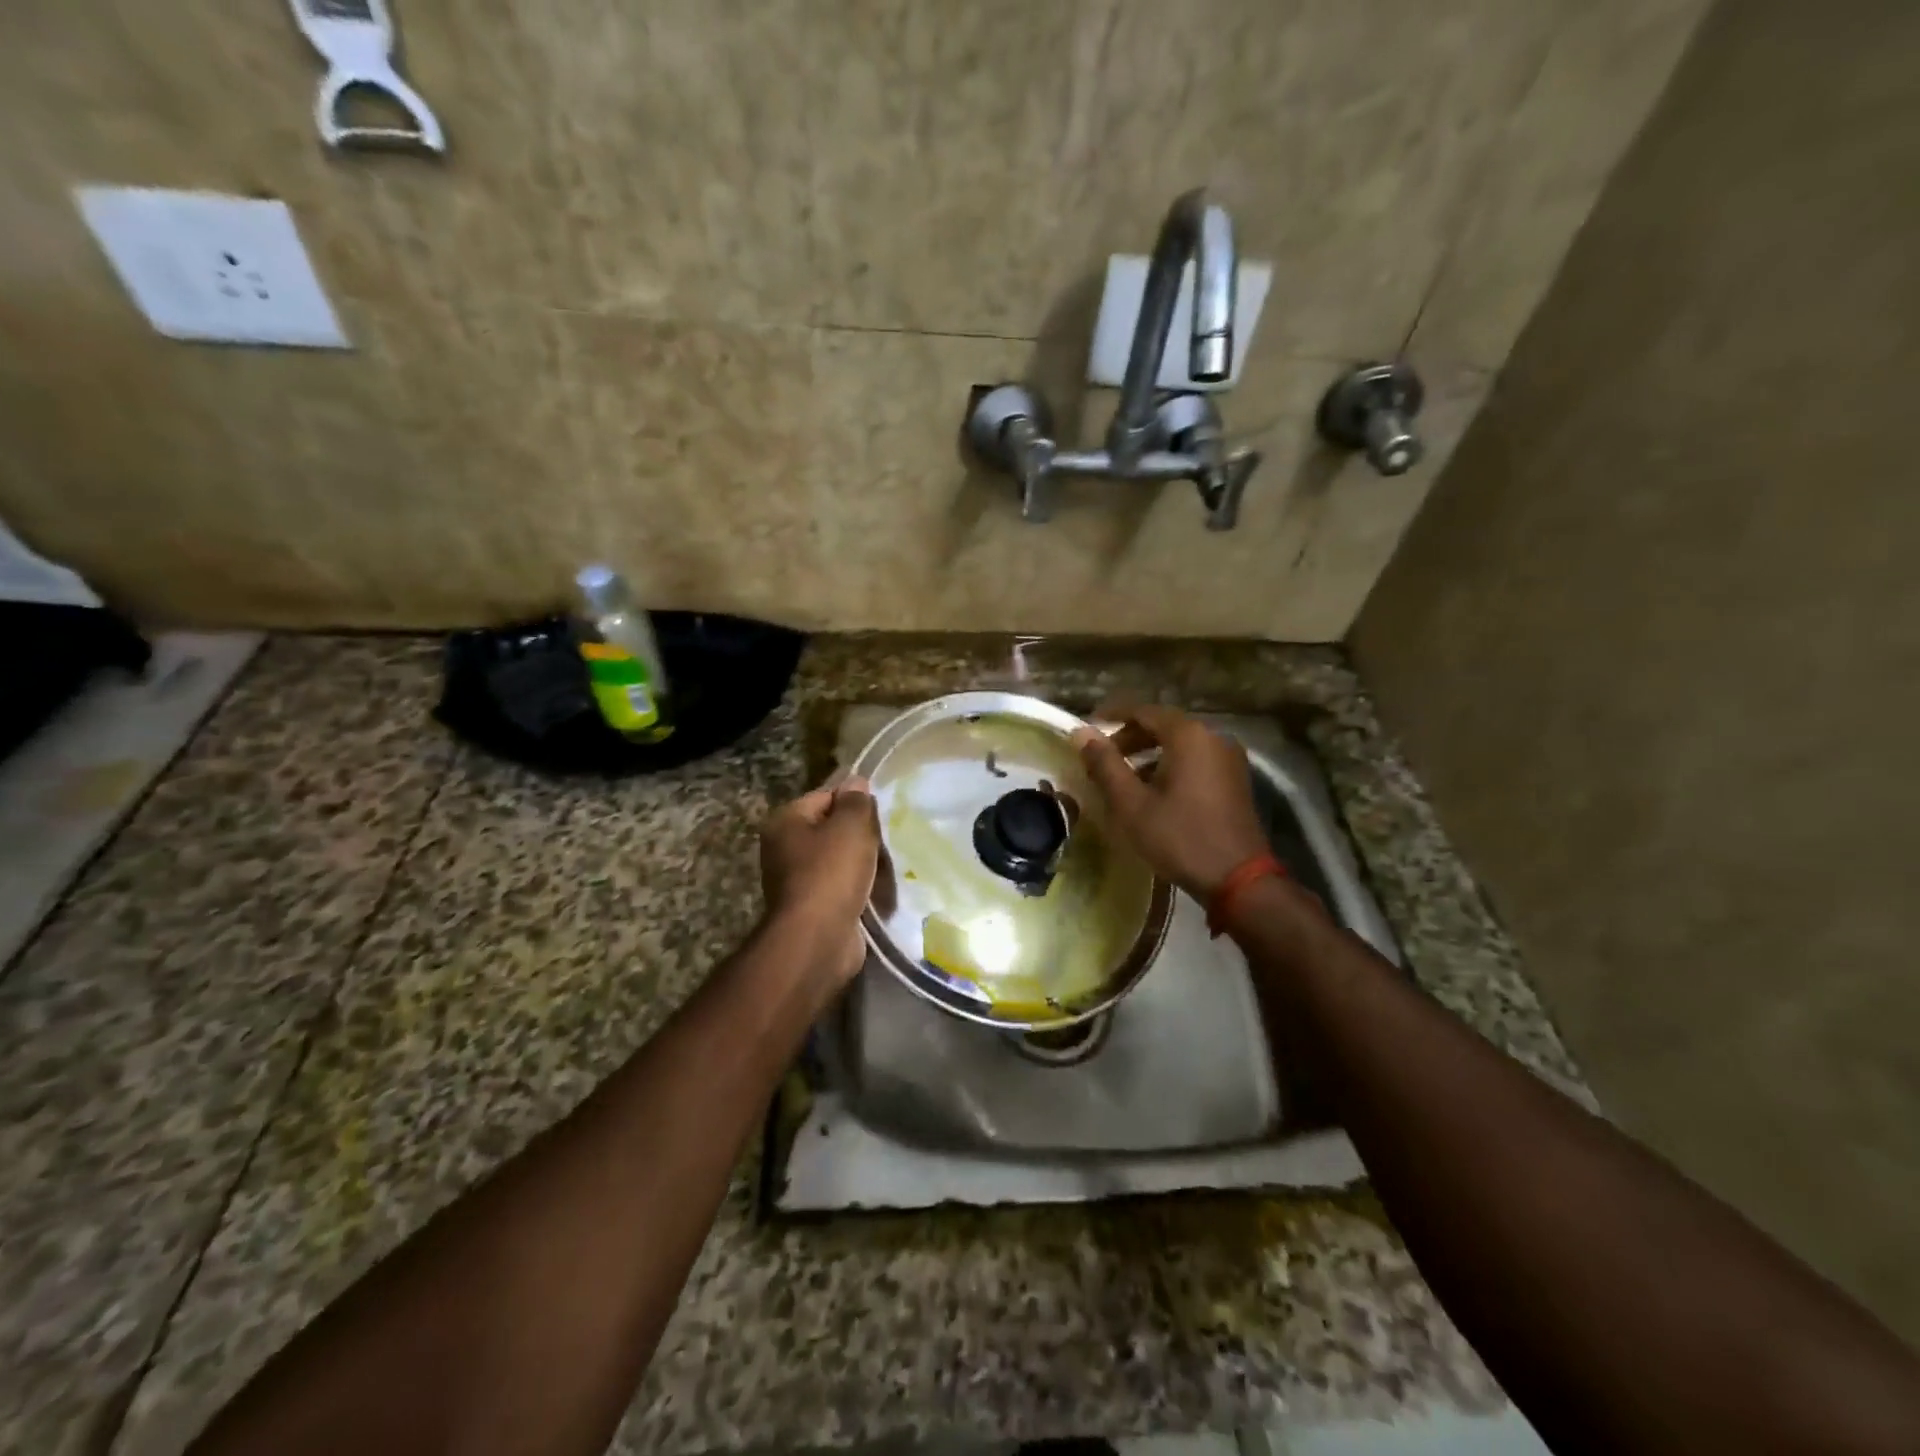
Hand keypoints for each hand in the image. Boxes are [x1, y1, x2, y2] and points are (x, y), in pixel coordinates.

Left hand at [759, 778, 880, 983]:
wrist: (818, 939)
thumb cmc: (831, 873)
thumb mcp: (851, 826)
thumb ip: (856, 801)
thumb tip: (856, 782)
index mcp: (785, 821)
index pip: (825, 796)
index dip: (854, 802)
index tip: (878, 816)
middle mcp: (783, 848)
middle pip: (831, 829)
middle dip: (859, 836)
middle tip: (883, 842)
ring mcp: (795, 881)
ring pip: (838, 860)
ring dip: (861, 864)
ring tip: (884, 868)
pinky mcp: (811, 908)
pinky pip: (839, 888)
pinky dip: (857, 889)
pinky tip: (875, 892)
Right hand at [1072, 706, 1268, 900]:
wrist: (1238, 879)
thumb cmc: (1179, 837)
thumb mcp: (1132, 803)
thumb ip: (1105, 764)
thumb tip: (1081, 732)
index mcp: (1188, 735)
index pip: (1143, 710)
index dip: (1112, 716)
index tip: (1087, 729)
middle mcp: (1213, 737)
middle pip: (1163, 725)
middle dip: (1130, 737)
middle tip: (1102, 758)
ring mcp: (1228, 758)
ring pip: (1180, 744)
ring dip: (1149, 754)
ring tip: (1122, 777)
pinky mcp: (1235, 779)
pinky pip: (1195, 759)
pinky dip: (1170, 765)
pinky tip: (1152, 791)